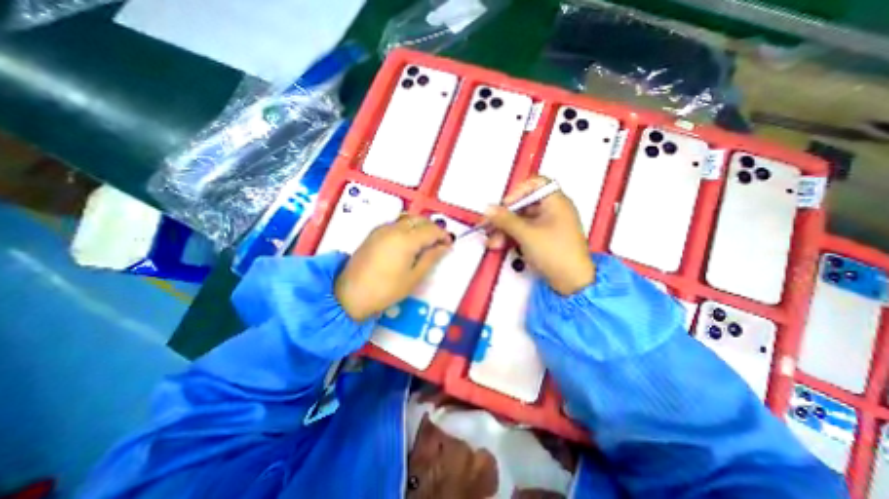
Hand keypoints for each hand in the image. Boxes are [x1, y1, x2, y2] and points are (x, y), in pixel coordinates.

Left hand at [332, 212, 451, 321]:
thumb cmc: (386, 290)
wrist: (349, 295)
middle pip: (420, 220)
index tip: (450, 244)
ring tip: (425, 242)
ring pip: (408, 218)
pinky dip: (408, 227)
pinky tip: (409, 241)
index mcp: (406, 240)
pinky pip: (396, 223)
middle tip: (439, 243)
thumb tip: (444, 246)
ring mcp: (382, 228)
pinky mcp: (374, 232)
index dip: (443, 235)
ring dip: (420, 226)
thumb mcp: (413, 277)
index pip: (431, 230)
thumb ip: (431, 258)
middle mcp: (394, 228)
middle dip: (433, 228)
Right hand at [484, 175, 591, 294]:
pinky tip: (501, 244)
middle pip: (523, 205)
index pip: (535, 184)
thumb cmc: (558, 254)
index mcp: (556, 202)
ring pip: (521, 220)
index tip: (505, 205)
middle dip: (504, 217)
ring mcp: (548, 226)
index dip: (517, 192)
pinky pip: (524, 232)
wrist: (571, 281)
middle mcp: (553, 211)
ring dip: (505, 229)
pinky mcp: (543, 239)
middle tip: (490, 224)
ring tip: (493, 240)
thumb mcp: (526, 234)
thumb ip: (505, 219)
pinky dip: (512, 236)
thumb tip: (490, 209)